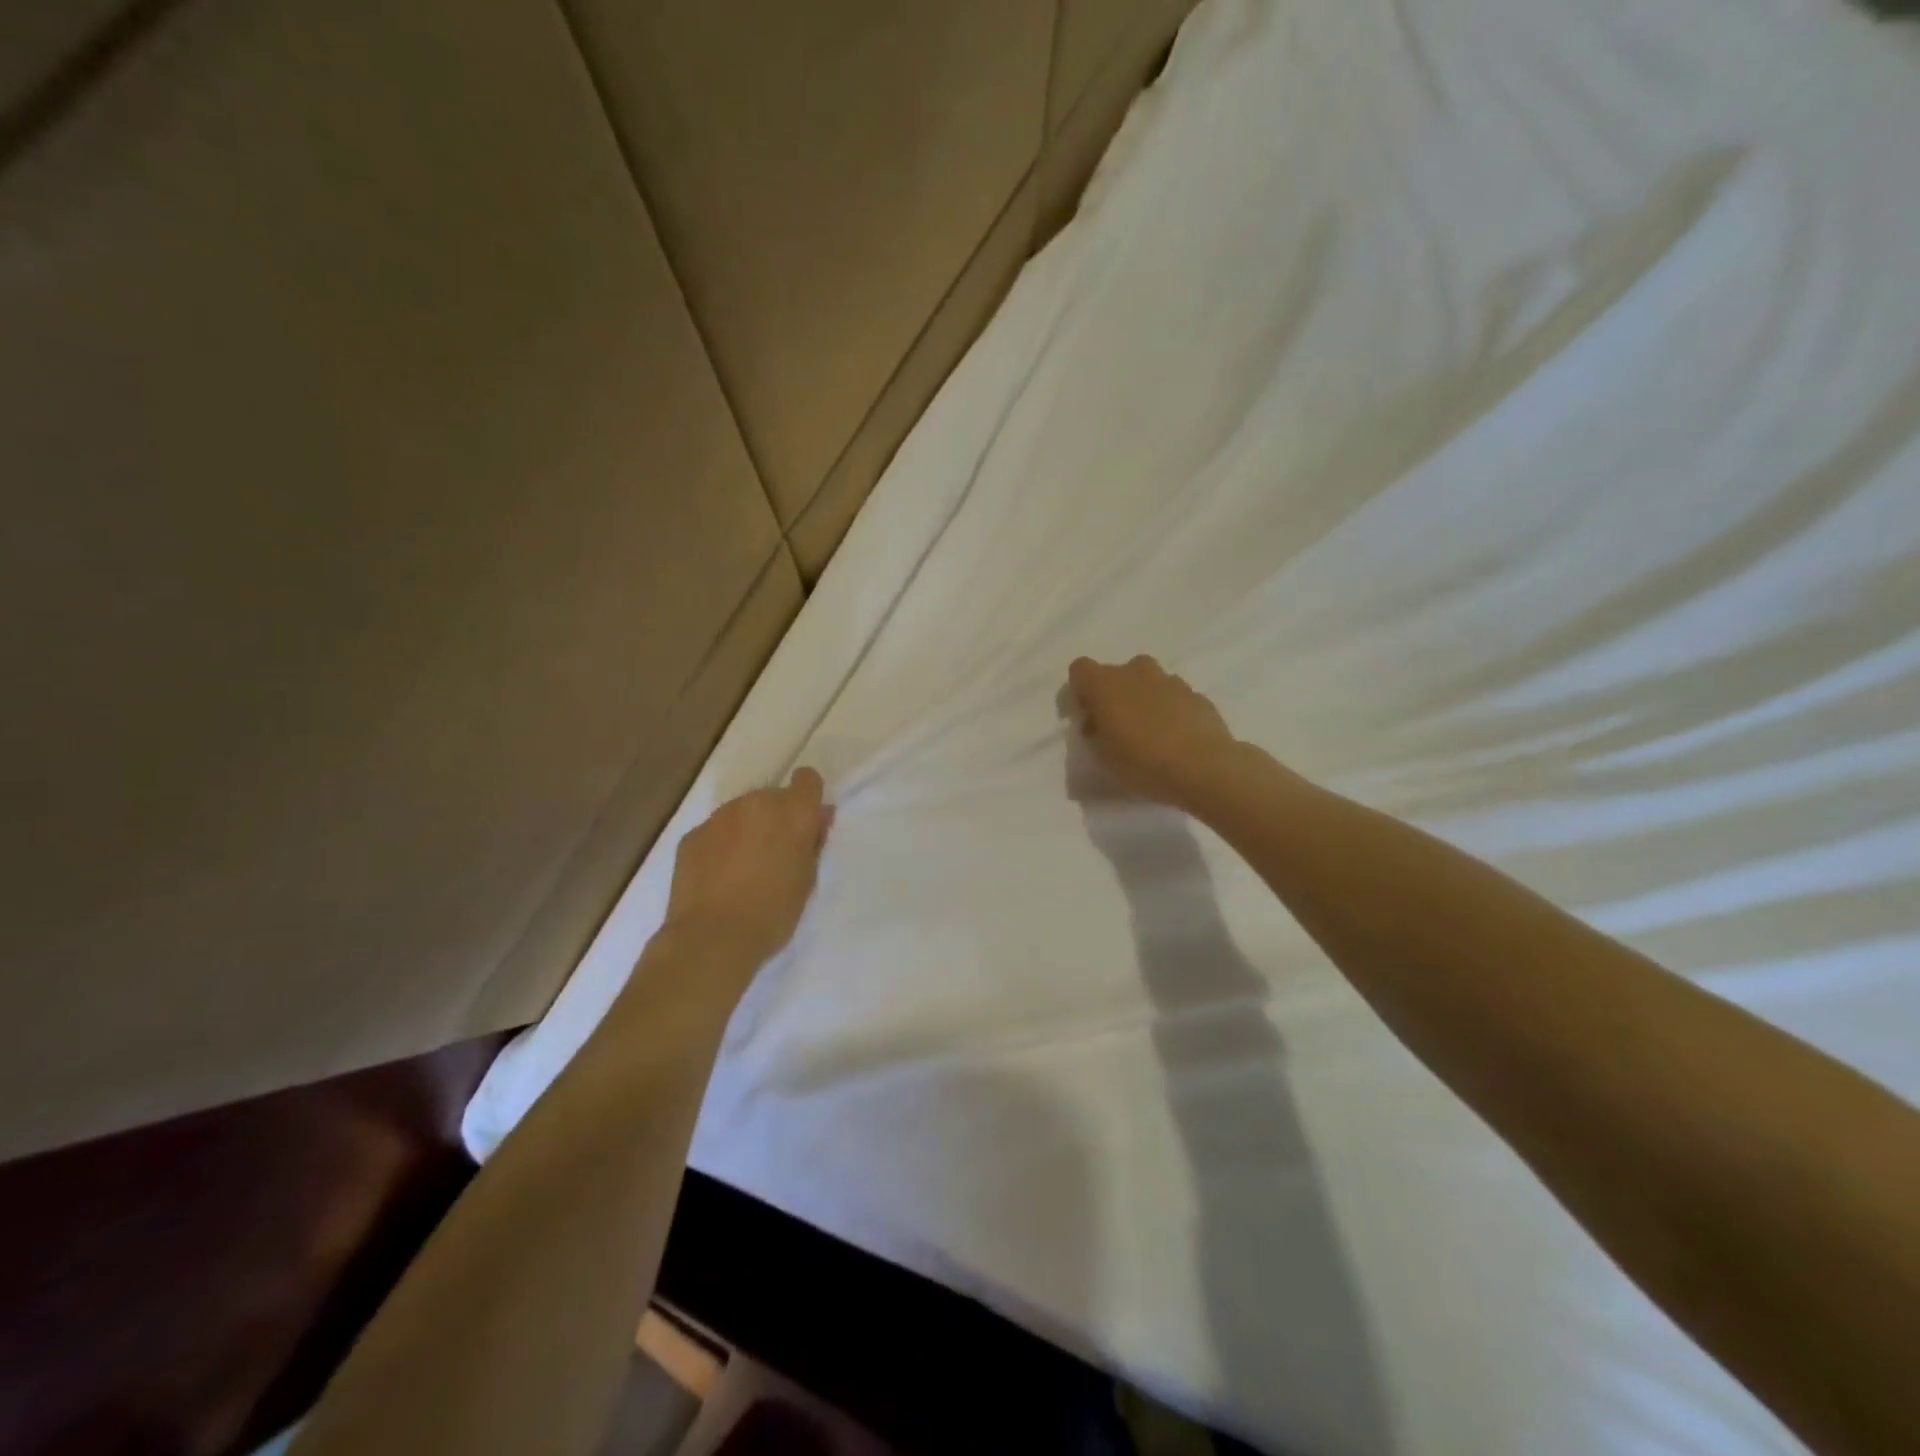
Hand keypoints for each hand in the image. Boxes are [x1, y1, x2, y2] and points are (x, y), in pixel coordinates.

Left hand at [664, 768, 833, 972]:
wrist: (713, 937)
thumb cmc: (774, 912)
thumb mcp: (808, 878)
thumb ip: (812, 842)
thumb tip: (817, 818)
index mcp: (793, 812)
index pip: (807, 779)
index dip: (807, 797)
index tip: (805, 823)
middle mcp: (756, 803)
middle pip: (772, 797)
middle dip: (775, 818)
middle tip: (774, 855)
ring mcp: (720, 817)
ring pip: (741, 813)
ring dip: (747, 830)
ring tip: (742, 870)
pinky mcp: (692, 835)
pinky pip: (715, 832)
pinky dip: (720, 846)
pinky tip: (717, 879)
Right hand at [1066, 656, 1239, 808]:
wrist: (1203, 767)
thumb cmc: (1142, 762)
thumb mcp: (1102, 756)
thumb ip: (1094, 732)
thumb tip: (1098, 722)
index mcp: (1106, 683)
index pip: (1080, 669)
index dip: (1080, 691)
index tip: (1087, 717)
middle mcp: (1136, 672)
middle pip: (1117, 674)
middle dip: (1114, 695)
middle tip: (1117, 728)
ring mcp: (1170, 680)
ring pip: (1148, 682)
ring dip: (1142, 701)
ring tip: (1149, 735)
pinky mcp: (1196, 695)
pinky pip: (1173, 697)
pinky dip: (1169, 711)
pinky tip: (1175, 740)